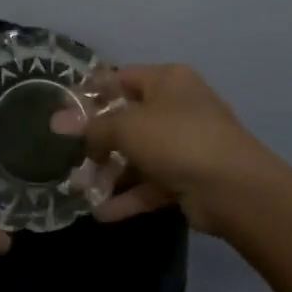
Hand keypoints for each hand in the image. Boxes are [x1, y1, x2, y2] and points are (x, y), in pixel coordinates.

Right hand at [52, 63, 284, 235]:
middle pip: (127, 120)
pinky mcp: (188, 178)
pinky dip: (128, 196)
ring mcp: (184, 144)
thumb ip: (91, 127)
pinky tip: (100, 213)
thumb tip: (57, 122)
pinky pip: (150, 184)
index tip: (61, 113)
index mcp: (167, 81)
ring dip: (109, 173)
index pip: (120, 78)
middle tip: (67, 157)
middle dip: (96, 141)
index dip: (89, 94)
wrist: (234, 188)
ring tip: (79, 190)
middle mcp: (177, 107)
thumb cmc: (177, 139)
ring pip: (137, 156)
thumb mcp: (126, 126)